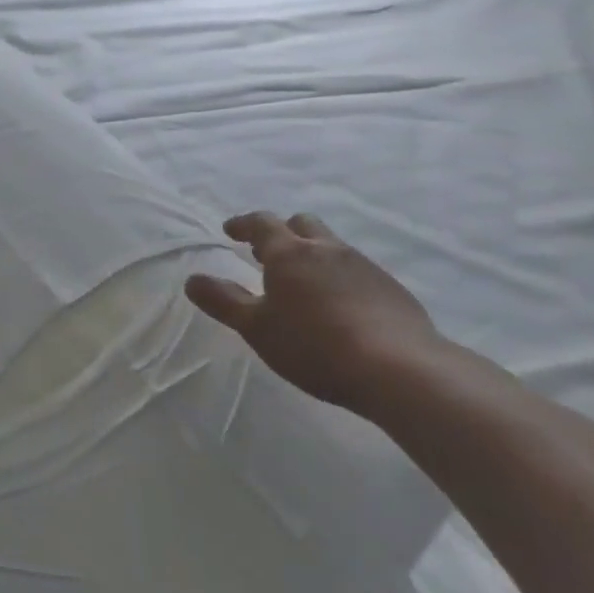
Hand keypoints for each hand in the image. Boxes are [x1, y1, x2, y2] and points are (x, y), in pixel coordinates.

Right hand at [185, 212, 443, 418]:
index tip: (231, 230)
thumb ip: (223, 301)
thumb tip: (192, 280)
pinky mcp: (393, 290)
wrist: (401, 370)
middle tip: (268, 254)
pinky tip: (341, 307)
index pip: (262, 223)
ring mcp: (364, 267)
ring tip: (304, 282)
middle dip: (283, 232)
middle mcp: (327, 249)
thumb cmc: (314, 345)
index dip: (244, 224)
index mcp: (290, 253)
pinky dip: (341, 278)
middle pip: (302, 225)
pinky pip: (358, 271)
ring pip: (333, 247)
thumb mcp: (257, 328)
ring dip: (314, 255)